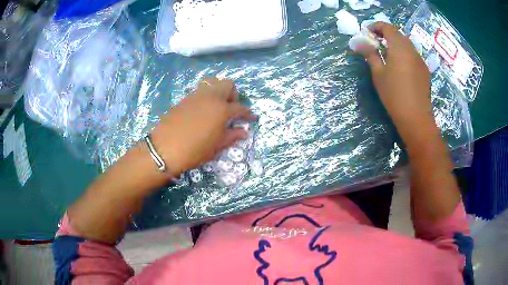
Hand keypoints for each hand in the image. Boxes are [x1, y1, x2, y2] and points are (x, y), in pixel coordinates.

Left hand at [150, 77, 255, 175]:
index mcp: (222, 109)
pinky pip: (200, 91)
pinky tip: (202, 111)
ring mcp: (196, 96)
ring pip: (212, 83)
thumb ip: (231, 136)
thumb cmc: (194, 150)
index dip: (248, 113)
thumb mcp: (216, 146)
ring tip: (216, 107)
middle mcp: (211, 97)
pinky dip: (206, 96)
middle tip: (231, 109)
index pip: (240, 107)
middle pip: (227, 84)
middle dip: (233, 94)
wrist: (165, 148)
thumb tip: (243, 132)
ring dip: (219, 91)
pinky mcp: (184, 99)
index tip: (251, 118)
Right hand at [358, 22, 433, 142]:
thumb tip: (359, 43)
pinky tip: (400, 66)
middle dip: (386, 34)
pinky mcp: (425, 70)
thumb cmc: (394, 95)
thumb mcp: (378, 74)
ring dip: (395, 44)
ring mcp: (420, 60)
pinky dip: (404, 54)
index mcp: (399, 47)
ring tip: (387, 54)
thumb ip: (370, 55)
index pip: (387, 27)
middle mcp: (412, 49)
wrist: (416, 117)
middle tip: (375, 42)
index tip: (367, 32)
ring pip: (407, 44)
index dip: (376, 26)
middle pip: (398, 34)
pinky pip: (413, 55)